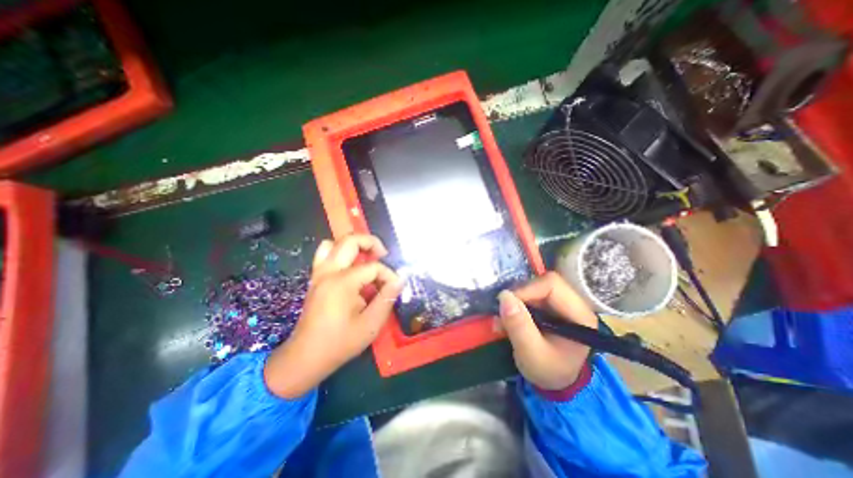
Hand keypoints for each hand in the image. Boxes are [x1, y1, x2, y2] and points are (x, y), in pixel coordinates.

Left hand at [264, 235, 404, 399]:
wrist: (305, 358)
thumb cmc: (340, 343)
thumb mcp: (371, 324)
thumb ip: (387, 298)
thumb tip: (400, 278)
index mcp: (342, 282)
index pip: (373, 267)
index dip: (388, 275)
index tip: (395, 287)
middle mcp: (328, 272)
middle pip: (350, 241)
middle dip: (371, 243)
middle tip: (383, 255)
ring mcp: (319, 274)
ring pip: (334, 243)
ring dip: (353, 246)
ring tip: (366, 258)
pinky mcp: (315, 279)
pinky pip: (325, 254)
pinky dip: (339, 253)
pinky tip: (351, 268)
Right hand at [497, 271, 594, 390]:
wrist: (555, 381)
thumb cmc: (549, 371)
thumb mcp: (531, 354)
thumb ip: (519, 326)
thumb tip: (504, 296)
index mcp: (579, 315)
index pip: (552, 285)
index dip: (526, 289)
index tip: (506, 304)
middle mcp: (574, 303)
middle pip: (542, 283)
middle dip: (519, 296)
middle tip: (502, 313)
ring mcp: (562, 302)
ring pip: (534, 286)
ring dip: (515, 301)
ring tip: (503, 320)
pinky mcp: (550, 305)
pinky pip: (530, 294)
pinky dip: (516, 304)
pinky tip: (509, 319)